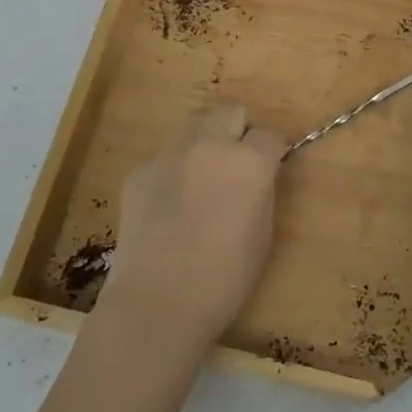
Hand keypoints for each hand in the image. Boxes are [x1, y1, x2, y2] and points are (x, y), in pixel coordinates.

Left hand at [97, 105, 285, 354]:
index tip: (270, 169)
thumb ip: (262, 190)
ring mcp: (168, 155)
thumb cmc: (226, 277)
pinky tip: (171, 205)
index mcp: (248, 161)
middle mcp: (209, 145)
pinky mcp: (139, 172)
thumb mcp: (264, 233)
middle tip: (237, 162)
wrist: (159, 302)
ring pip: (193, 124)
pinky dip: (174, 170)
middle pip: (229, 110)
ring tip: (203, 175)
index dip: (273, 151)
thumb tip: (257, 176)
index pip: (270, 134)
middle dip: (238, 129)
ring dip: (205, 139)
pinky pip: (165, 157)